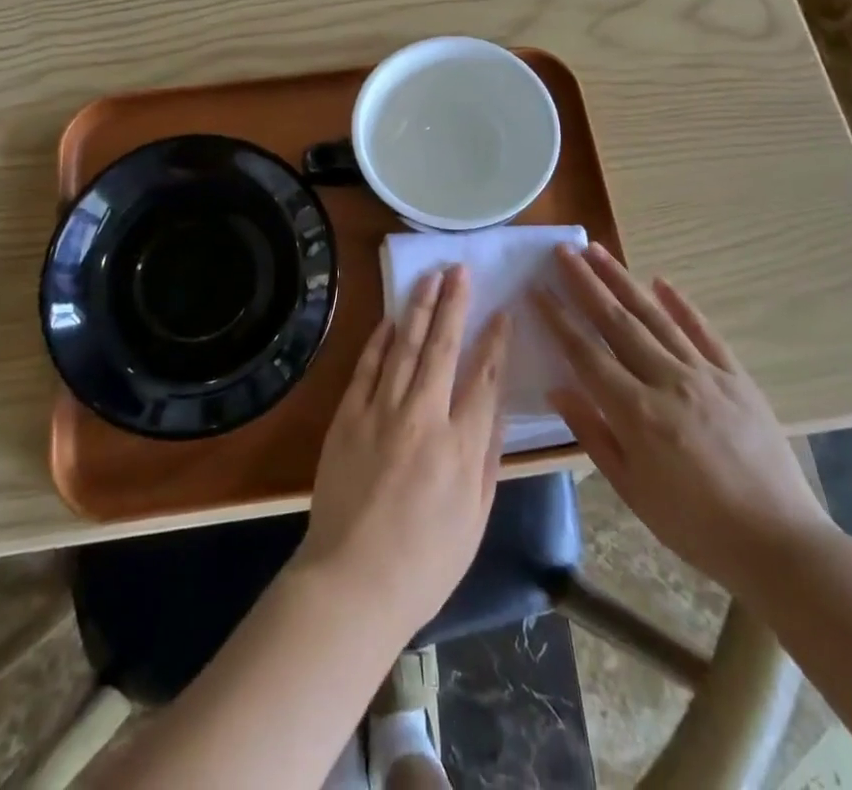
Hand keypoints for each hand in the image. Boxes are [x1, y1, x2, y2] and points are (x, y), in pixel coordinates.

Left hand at [294, 265, 510, 641]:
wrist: (353, 581)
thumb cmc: (425, 562)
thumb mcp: (476, 519)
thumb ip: (488, 458)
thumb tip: (496, 407)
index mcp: (461, 446)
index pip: (484, 377)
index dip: (495, 340)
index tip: (502, 310)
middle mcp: (423, 417)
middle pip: (442, 347)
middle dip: (454, 304)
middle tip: (460, 269)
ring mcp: (381, 412)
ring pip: (405, 346)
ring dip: (418, 307)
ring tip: (430, 277)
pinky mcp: (348, 416)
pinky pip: (367, 367)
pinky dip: (380, 339)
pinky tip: (391, 318)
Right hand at [540, 242, 833, 595]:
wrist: (780, 545)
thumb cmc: (695, 526)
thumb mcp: (632, 490)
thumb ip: (593, 434)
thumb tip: (557, 389)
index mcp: (636, 413)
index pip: (585, 352)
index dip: (558, 318)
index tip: (537, 287)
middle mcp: (667, 382)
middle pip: (617, 322)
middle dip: (585, 283)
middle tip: (563, 250)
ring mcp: (705, 375)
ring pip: (655, 317)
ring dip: (623, 280)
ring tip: (598, 251)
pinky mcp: (736, 378)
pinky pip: (704, 332)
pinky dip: (681, 305)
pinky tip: (661, 282)